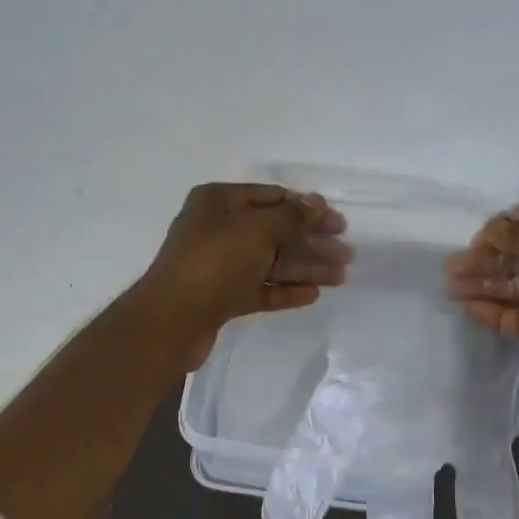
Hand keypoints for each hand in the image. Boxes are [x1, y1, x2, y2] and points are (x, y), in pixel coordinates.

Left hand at [138, 183, 351, 369]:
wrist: (172, 320)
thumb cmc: (214, 263)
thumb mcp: (257, 230)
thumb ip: (292, 216)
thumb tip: (317, 203)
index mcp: (219, 202)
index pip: (272, 197)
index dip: (307, 207)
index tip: (338, 222)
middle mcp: (218, 229)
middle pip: (275, 231)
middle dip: (312, 241)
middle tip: (347, 253)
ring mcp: (219, 265)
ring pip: (271, 262)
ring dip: (306, 267)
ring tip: (340, 277)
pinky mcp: (222, 297)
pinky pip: (260, 288)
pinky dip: (286, 290)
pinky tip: (313, 294)